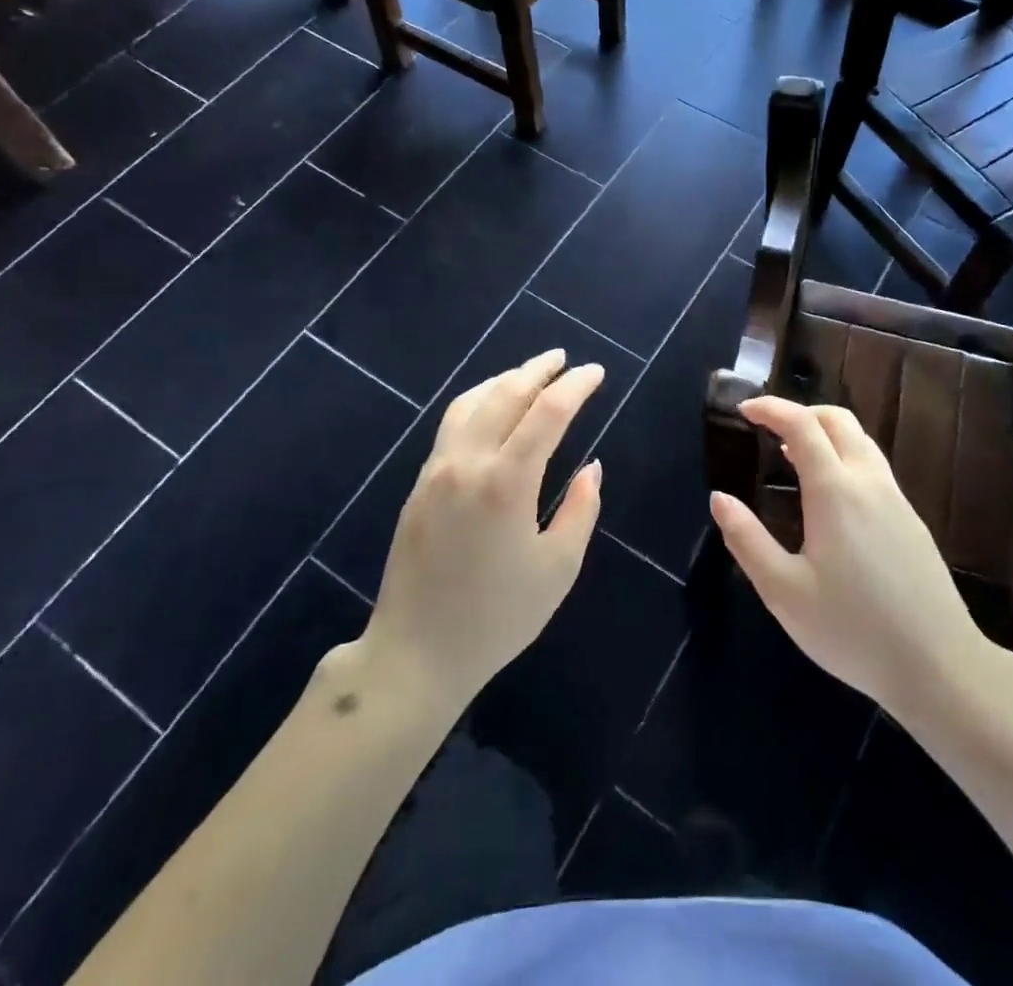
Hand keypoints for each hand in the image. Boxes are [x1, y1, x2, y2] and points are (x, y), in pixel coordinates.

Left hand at [363, 350, 603, 701]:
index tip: (595, 373)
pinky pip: (452, 423)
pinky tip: (492, 407)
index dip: (575, 386)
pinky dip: (479, 400)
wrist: (416, 653)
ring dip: (505, 379)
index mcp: (506, 482)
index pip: (547, 412)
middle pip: (506, 393)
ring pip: (472, 401)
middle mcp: (468, 462)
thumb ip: (580, 510)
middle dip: (539, 369)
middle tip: (565, 360)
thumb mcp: (557, 569)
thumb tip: (590, 468)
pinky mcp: (420, 483)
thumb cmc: (497, 617)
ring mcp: (437, 469)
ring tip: (531, 374)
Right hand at [710, 396, 985, 718]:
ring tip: (793, 459)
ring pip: (861, 441)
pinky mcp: (912, 520)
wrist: (940, 666)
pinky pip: (874, 466)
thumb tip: (719, 499)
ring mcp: (896, 499)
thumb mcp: (784, 591)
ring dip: (825, 434)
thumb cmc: (852, 629)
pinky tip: (831, 497)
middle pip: (837, 420)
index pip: (801, 424)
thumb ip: (746, 540)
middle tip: (768, 431)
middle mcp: (868, 482)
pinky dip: (845, 457)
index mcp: (835, 491)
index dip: (771, 408)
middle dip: (800, 412)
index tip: (744, 409)